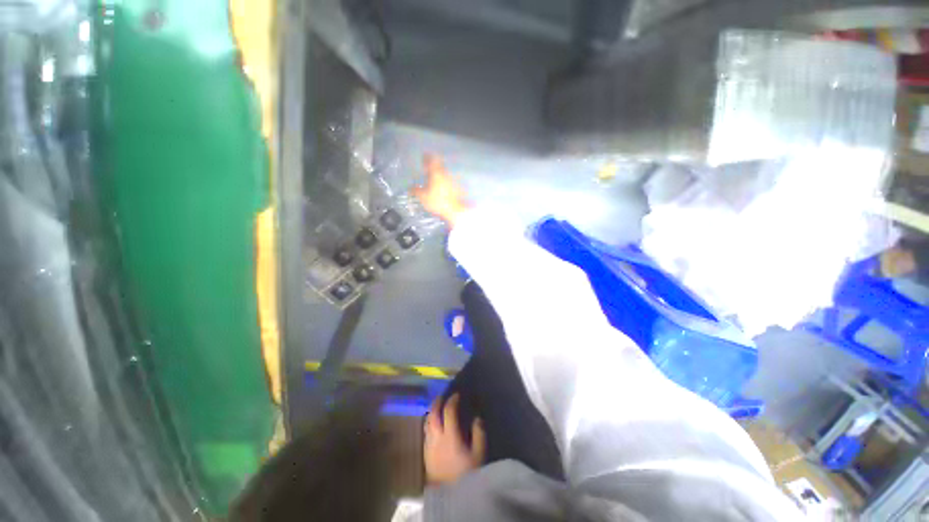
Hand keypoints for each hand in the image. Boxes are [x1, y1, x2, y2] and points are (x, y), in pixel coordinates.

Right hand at [413, 155, 468, 226]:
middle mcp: (445, 174)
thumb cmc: (437, 202)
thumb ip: (416, 190)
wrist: (455, 210)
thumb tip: (410, 187)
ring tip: (433, 176)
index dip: (427, 157)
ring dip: (439, 172)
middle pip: (439, 165)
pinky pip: (448, 180)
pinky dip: (444, 180)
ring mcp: (452, 180)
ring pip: (444, 172)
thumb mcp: (423, 197)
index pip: (432, 160)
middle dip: (433, 164)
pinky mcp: (456, 187)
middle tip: (427, 166)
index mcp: (436, 173)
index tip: (424, 155)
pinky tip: (441, 186)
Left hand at [423, 394, 485, 484]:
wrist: (450, 496)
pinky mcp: (425, 454)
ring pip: (426, 423)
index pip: (448, 412)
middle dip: (436, 403)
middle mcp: (437, 438)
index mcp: (450, 436)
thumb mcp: (478, 455)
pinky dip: (429, 424)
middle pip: (432, 414)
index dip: (452, 400)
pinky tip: (433, 426)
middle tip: (442, 396)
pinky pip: (425, 433)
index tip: (457, 395)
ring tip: (436, 408)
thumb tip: (477, 419)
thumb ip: (478, 434)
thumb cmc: (466, 474)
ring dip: (431, 413)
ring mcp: (429, 446)